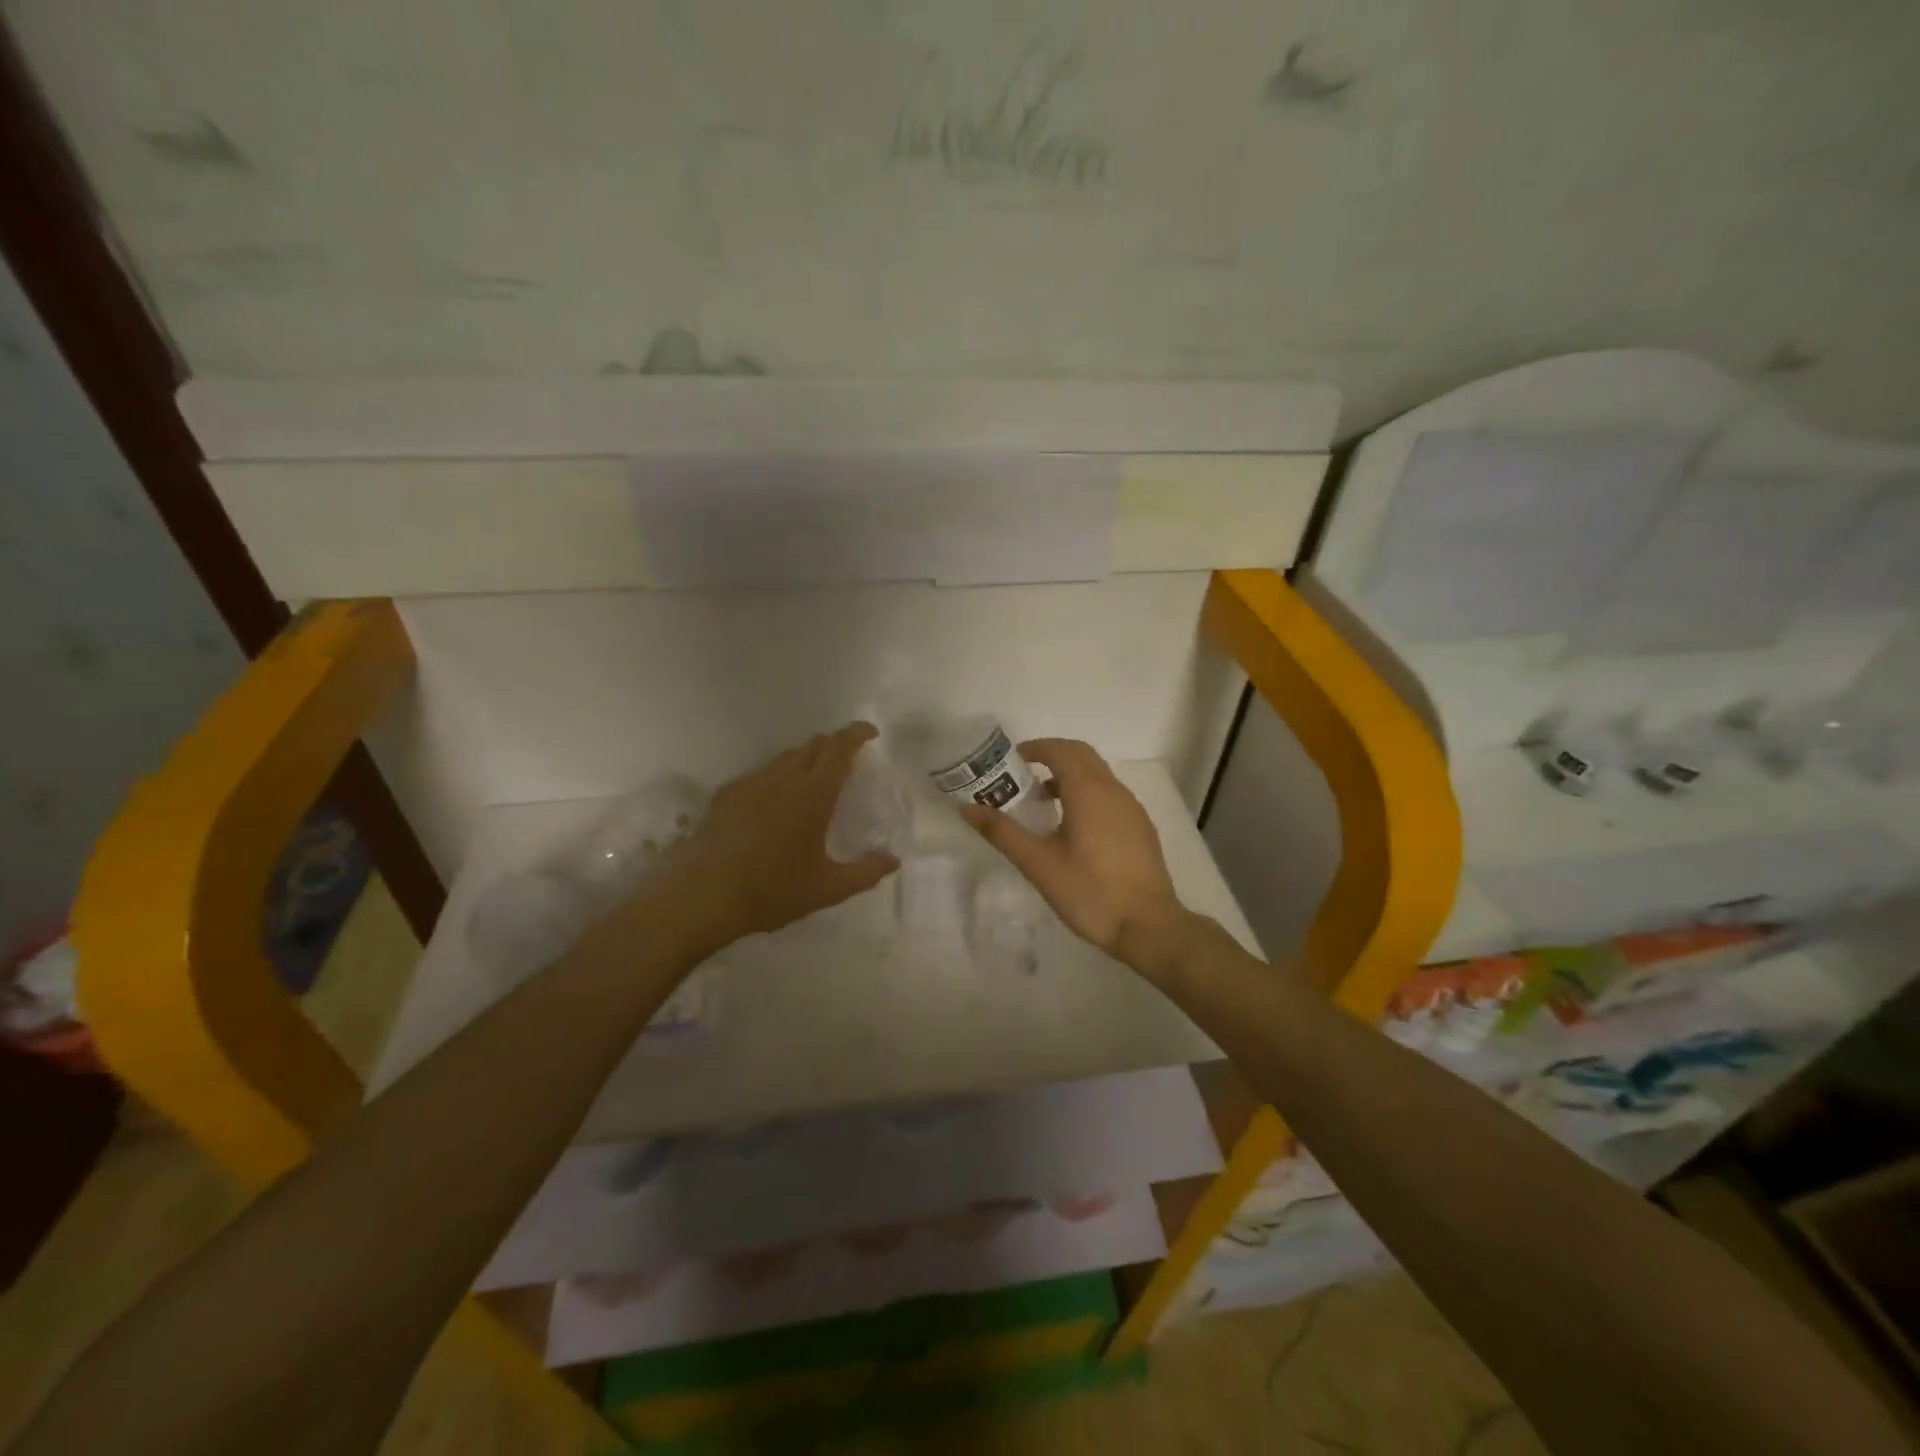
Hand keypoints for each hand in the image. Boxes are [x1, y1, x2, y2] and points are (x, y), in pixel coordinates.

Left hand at [674, 722, 898, 942]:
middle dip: (834, 744)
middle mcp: (784, 778)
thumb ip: (865, 872)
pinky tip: (774, 802)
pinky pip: (761, 773)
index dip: (857, 733)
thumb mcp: (828, 889)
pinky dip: (778, 775)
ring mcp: (751, 783)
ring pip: (785, 756)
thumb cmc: (772, 890)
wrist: (702, 895)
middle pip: (813, 745)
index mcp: (814, 794)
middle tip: (846, 761)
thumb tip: (893, 860)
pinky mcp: (726, 795)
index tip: (870, 734)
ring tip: (812, 781)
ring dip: (806, 759)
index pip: (839, 747)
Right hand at [961, 738, 1189, 971]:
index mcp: (1089, 792)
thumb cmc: (1089, 891)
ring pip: (1098, 776)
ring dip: (1069, 776)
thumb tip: (968, 808)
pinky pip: (1109, 795)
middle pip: (1082, 756)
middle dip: (1052, 757)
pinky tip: (1073, 828)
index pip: (1062, 750)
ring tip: (1042, 801)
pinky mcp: (1140, 828)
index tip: (1012, 760)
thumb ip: (1003, 832)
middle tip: (1023, 775)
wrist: (1148, 926)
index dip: (1036, 748)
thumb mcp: (1038, 864)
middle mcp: (1114, 791)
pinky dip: (1086, 794)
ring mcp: (1131, 809)